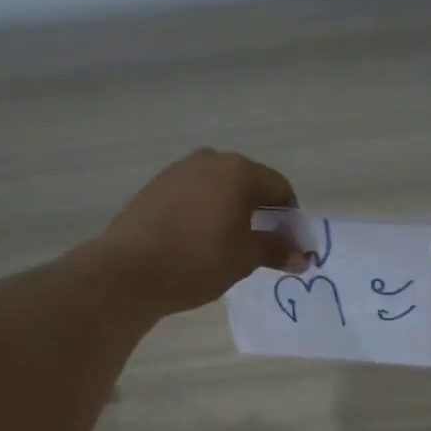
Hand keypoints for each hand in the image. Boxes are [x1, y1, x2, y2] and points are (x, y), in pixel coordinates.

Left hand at [98, 149, 306, 315]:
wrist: (128, 270)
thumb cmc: (198, 261)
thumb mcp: (244, 259)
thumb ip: (276, 250)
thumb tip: (303, 257)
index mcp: (238, 171)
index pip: (279, 188)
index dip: (290, 217)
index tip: (288, 244)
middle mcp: (209, 160)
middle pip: (248, 183)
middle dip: (259, 211)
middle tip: (259, 245)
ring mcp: (178, 170)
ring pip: (218, 187)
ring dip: (230, 210)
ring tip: (226, 244)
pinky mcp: (154, 187)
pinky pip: (192, 195)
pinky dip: (204, 211)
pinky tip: (196, 240)